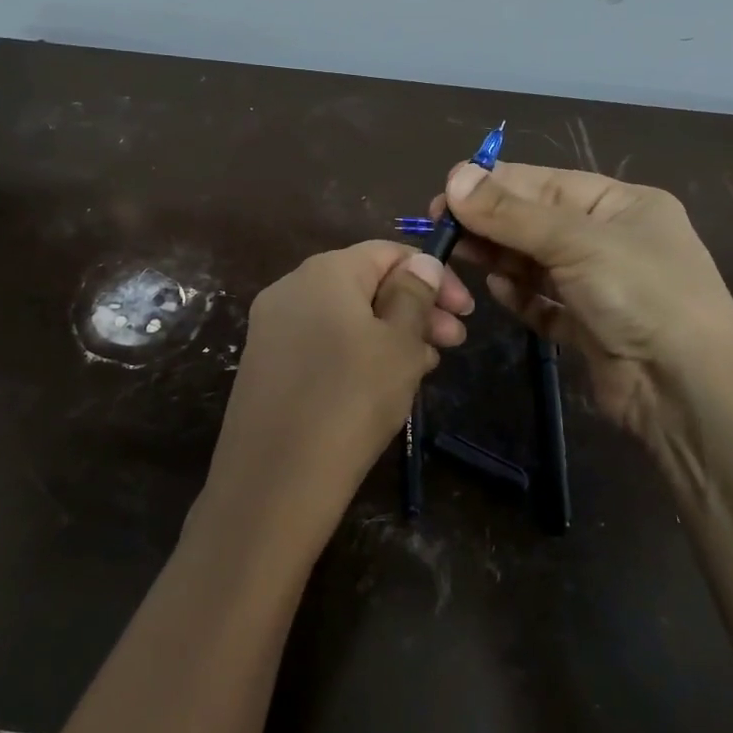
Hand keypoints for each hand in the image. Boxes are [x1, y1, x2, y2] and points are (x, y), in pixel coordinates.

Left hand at [197, 242, 472, 558]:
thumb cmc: (351, 400)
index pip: (387, 252)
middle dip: (415, 308)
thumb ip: (414, 295)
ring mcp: (272, 328)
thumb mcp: (399, 344)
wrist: (274, 480)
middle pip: (365, 284)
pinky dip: (358, 354)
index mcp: (324, 272)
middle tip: (454, 343)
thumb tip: (422, 264)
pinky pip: (323, 344)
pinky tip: (383, 385)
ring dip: (391, 334)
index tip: (466, 312)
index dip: (434, 275)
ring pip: (346, 317)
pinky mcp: (266, 365)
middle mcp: (290, 288)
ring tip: (425, 368)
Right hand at [432, 162, 732, 443]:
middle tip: (441, 231)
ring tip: (460, 256)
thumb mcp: (577, 243)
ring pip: (536, 263)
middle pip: (537, 222)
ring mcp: (601, 287)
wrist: (688, 392)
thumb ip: (512, 213)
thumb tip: (454, 177)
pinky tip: (497, 291)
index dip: (494, 185)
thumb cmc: (642, 296)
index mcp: (622, 205)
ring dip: (500, 258)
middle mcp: (612, 240)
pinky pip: (543, 302)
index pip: (545, 183)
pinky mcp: (588, 328)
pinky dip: (520, 296)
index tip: (444, 193)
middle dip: (491, 223)